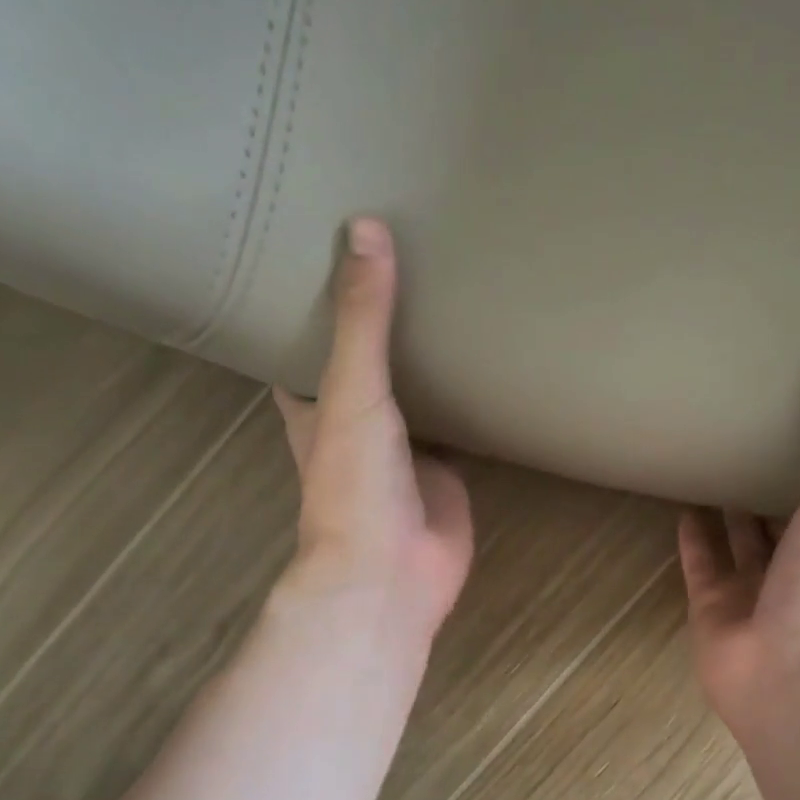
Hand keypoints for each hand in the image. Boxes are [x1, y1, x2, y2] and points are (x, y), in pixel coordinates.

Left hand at [273, 218, 473, 646]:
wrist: (393, 571)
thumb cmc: (353, 485)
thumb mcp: (351, 391)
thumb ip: (361, 321)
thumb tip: (365, 229)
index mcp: (316, 406)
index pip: (302, 348)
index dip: (308, 308)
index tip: (324, 256)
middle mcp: (359, 424)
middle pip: (367, 366)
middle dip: (381, 327)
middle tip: (408, 262)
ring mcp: (407, 449)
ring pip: (419, 395)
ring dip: (432, 362)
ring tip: (456, 297)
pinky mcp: (449, 471)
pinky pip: (463, 427)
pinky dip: (476, 402)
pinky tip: (498, 364)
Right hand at [679, 341, 799, 756]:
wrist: (797, 681)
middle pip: (784, 511)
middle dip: (771, 474)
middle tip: (749, 422)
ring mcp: (756, 589)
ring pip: (740, 537)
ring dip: (728, 503)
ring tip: (710, 453)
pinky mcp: (713, 607)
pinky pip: (702, 562)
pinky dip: (693, 535)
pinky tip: (681, 498)